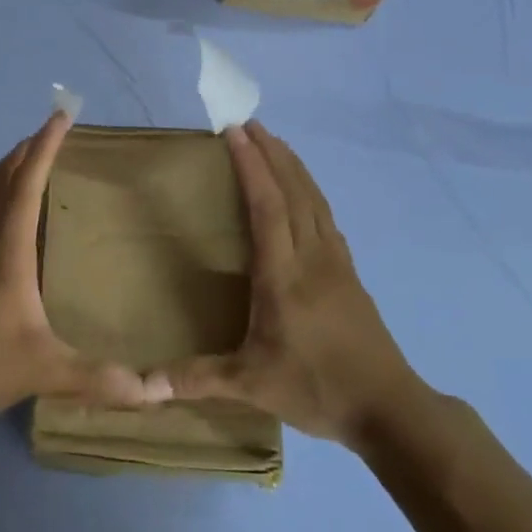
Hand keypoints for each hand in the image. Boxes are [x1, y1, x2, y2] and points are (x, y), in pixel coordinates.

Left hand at [0, 112, 164, 430]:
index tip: (60, 117)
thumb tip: (153, 392)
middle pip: (1, 178)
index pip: (26, 184)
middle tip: (50, 133)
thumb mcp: (43, 370)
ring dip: (5, 168)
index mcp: (6, 250)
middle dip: (26, 149)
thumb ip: (98, 377)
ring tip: (27, 160)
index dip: (44, 147)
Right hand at [158, 121, 411, 444]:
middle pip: (295, 191)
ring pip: (315, 201)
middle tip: (250, 124)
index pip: (268, 206)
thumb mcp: (251, 385)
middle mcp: (313, 258)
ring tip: (274, 144)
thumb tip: (141, 386)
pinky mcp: (350, 274)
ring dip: (294, 167)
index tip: (235, 133)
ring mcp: (337, 263)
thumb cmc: (317, 389)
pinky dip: (310, 192)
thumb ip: (196, 379)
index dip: (252, 166)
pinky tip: (305, 194)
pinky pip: (326, 217)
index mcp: (285, 275)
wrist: (390, 408)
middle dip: (272, 154)